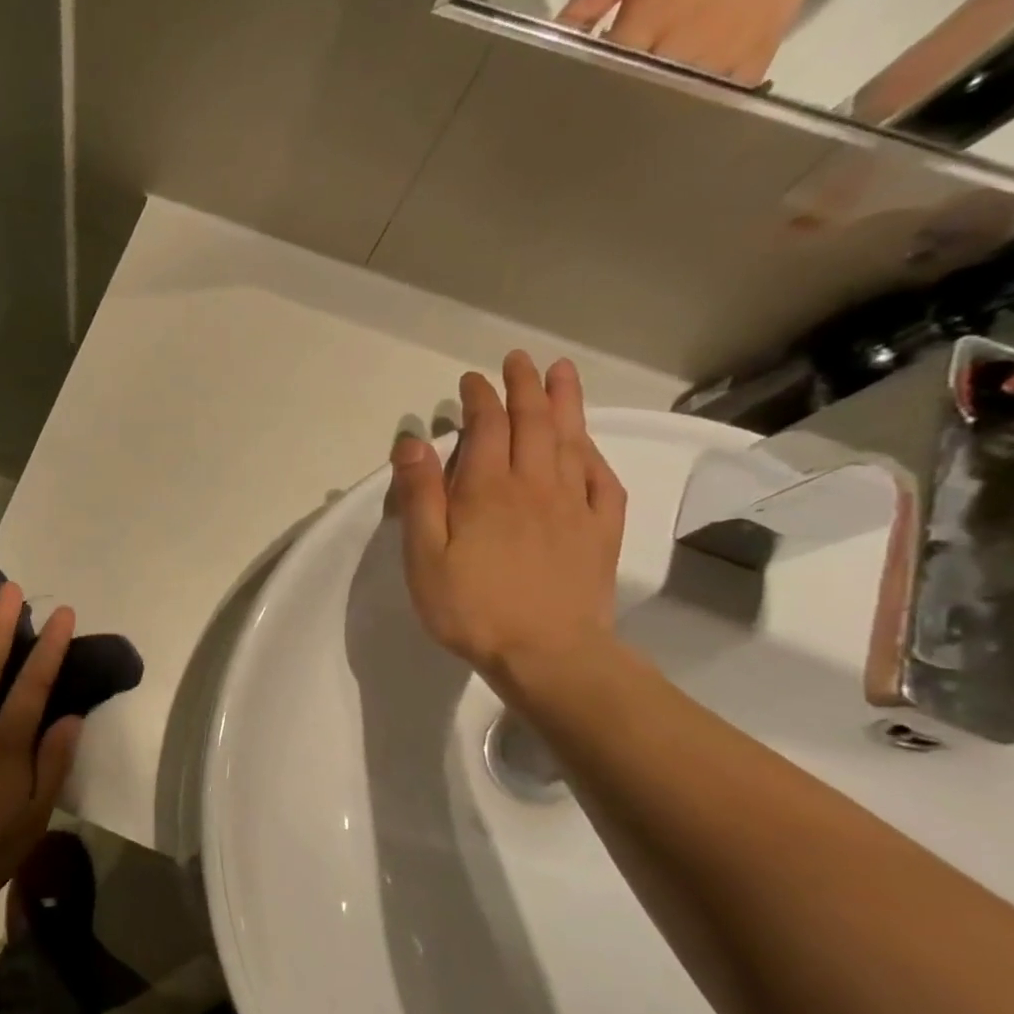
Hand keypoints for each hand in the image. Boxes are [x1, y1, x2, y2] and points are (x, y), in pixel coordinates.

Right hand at [390, 353, 627, 696]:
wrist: (547, 653)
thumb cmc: (471, 607)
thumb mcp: (425, 556)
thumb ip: (420, 497)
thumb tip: (414, 442)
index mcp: (488, 490)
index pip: (486, 428)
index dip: (479, 399)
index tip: (471, 380)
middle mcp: (535, 485)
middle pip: (533, 423)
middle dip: (524, 387)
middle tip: (519, 360)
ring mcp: (574, 506)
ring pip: (570, 440)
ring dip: (565, 403)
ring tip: (562, 373)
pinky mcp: (600, 530)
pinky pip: (600, 478)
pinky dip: (592, 452)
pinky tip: (587, 445)